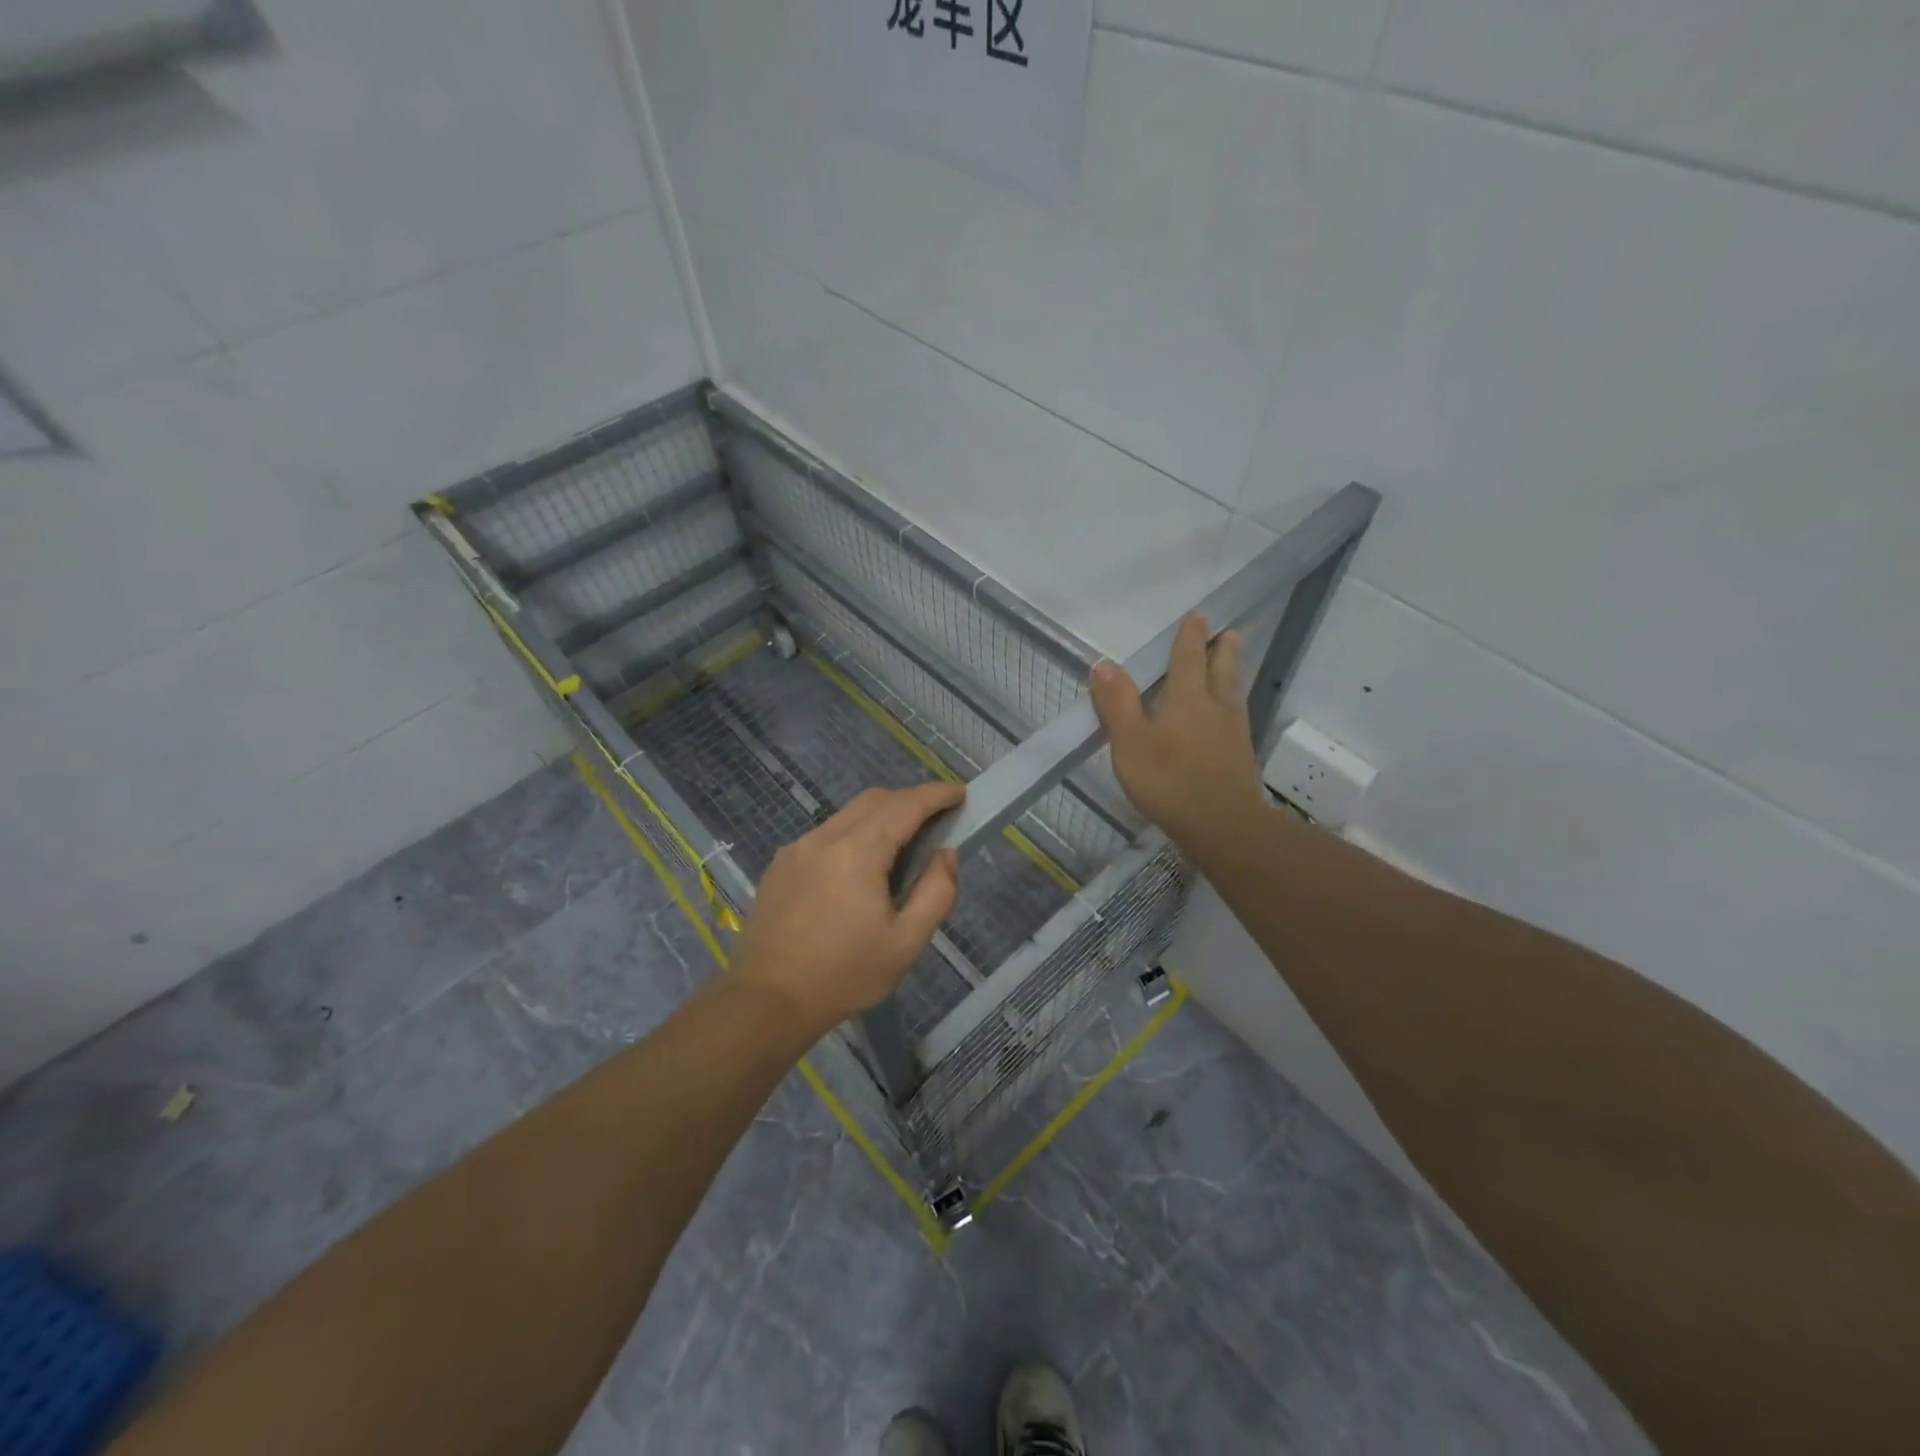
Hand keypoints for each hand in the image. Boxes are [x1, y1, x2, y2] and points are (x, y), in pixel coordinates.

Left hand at [732, 782, 962, 1035]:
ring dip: (881, 816)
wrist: (767, 1000)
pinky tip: (860, 868)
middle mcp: (825, 838)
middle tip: (937, 819)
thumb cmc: (844, 975)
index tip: (960, 794)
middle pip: (875, 800)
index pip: (905, 806)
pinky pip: (826, 834)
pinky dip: (854, 834)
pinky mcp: (781, 864)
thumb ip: (937, 893)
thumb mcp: (906, 942)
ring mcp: (797, 848)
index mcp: (858, 852)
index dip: (936, 795)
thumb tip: (946, 854)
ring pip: (848, 814)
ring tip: (903, 845)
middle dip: (910, 800)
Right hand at [1089, 614, 1265, 852]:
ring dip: (1233, 672)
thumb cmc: (1169, 780)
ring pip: (1234, 691)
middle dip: (1222, 649)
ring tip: (1234, 662)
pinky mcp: (1241, 755)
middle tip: (1229, 633)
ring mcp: (1233, 731)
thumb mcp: (1130, 742)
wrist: (1222, 824)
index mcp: (1186, 698)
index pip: (1188, 658)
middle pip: (1221, 670)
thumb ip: (1117, 703)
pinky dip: (1234, 703)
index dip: (1191, 637)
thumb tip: (1103, 664)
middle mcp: (1215, 706)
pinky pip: (1238, 716)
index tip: (1198, 617)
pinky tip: (1232, 714)